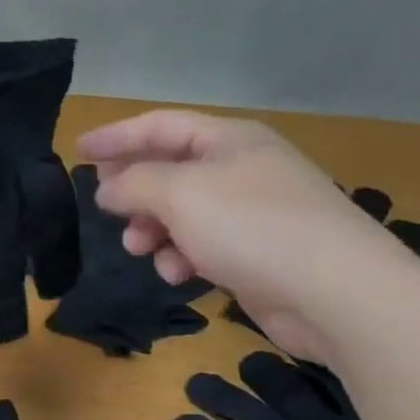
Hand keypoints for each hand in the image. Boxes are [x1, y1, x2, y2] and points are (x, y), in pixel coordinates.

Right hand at [78, 110, 413, 361]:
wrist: (340, 294)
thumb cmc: (252, 226)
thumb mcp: (179, 194)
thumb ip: (134, 184)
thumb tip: (108, 187)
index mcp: (228, 140)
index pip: (160, 126)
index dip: (117, 136)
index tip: (79, 152)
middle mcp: (242, 169)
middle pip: (171, 170)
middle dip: (136, 191)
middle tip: (108, 210)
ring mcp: (255, 213)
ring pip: (185, 212)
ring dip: (155, 229)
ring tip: (138, 248)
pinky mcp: (261, 254)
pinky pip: (207, 245)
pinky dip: (185, 256)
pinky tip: (179, 275)